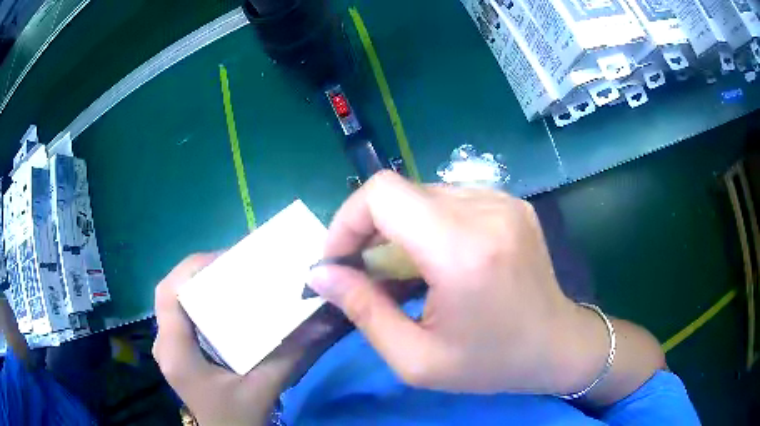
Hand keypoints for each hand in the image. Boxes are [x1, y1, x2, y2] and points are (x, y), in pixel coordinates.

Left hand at [153, 254, 349, 425]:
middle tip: (233, 267)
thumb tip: (322, 320)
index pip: (169, 294)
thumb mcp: (263, 388)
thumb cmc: (237, 419)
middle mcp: (165, 344)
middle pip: (170, 293)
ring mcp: (169, 348)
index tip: (226, 259)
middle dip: (198, 273)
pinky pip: (181, 316)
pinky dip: (198, 302)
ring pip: (174, 303)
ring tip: (230, 279)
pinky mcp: (177, 352)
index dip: (192, 269)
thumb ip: (290, 355)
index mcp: (176, 351)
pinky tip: (222, 305)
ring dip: (198, 286)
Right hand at [310, 171, 663, 400]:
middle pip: (400, 192)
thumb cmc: (490, 363)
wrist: (557, 345)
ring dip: (400, 228)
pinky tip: (437, 258)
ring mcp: (503, 201)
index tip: (339, 259)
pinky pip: (450, 199)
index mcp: (463, 251)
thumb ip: (363, 311)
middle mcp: (486, 211)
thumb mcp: (416, 359)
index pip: (383, 194)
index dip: (348, 219)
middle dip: (370, 230)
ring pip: (423, 194)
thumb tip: (321, 273)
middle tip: (367, 273)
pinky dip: (428, 223)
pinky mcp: (511, 203)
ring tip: (404, 270)